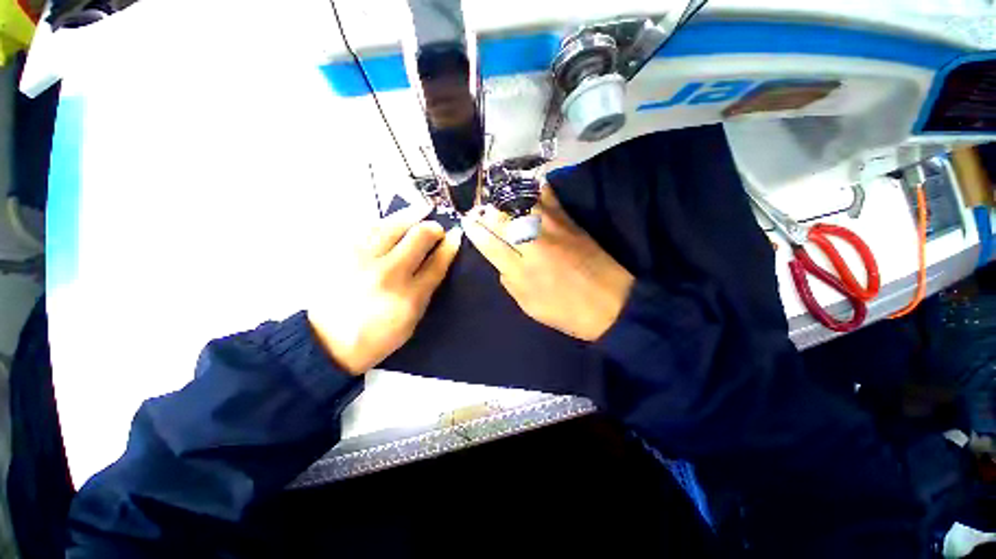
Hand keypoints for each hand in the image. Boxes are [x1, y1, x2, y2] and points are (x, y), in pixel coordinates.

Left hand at [309, 205, 461, 374]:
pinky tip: (394, 220)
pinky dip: (386, 221)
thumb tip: (437, 260)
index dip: (449, 246)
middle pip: (417, 237)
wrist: (327, 342)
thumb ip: (426, 289)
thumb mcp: (412, 319)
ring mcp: (362, 260)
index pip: (436, 263)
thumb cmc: (377, 336)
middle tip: (436, 228)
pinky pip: (369, 228)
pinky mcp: (343, 254)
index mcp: (409, 296)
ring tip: (421, 211)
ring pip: (392, 226)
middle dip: (432, 228)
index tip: (455, 236)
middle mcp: (387, 273)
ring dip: (411, 216)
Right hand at [462, 187, 633, 341]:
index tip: (467, 221)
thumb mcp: (530, 306)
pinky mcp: (570, 221)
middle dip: (486, 211)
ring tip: (497, 198)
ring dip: (505, 199)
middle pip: (502, 218)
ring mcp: (553, 228)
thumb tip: (500, 261)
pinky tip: (526, 188)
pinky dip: (534, 190)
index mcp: (522, 269)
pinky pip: (548, 197)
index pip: (489, 242)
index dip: (475, 230)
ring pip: (521, 203)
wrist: (612, 303)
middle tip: (478, 209)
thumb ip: (510, 282)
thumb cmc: (567, 311)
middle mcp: (534, 243)